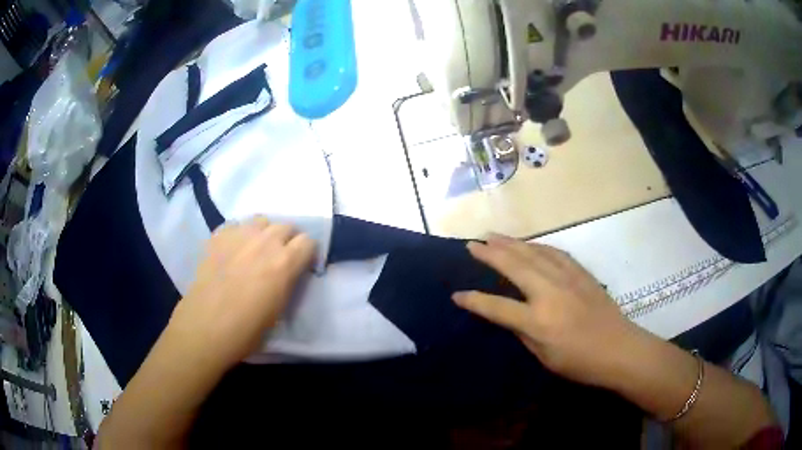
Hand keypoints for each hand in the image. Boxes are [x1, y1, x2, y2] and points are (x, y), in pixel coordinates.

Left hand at [166, 217, 315, 371]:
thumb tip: (286, 274)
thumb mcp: (279, 310)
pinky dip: (239, 234)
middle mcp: (265, 242)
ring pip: (261, 220)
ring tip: (256, 249)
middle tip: (279, 257)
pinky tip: (233, 251)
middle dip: (287, 240)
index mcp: (285, 263)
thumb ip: (287, 283)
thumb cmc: (247, 330)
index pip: (308, 241)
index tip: (301, 264)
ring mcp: (239, 235)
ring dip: (264, 232)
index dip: (306, 253)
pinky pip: (235, 225)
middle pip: (286, 225)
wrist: (205, 327)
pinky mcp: (218, 236)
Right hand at [453, 235, 641, 387]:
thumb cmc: (579, 362)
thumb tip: (509, 315)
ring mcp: (567, 279)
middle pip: (514, 266)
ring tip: (494, 236)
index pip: (497, 307)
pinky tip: (530, 244)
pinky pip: (554, 253)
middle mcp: (549, 293)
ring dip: (511, 243)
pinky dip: (538, 246)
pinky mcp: (581, 273)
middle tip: (473, 243)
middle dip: (490, 253)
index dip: (474, 301)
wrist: (619, 349)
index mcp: (537, 320)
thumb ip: (523, 332)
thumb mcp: (544, 356)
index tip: (456, 294)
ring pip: (533, 253)